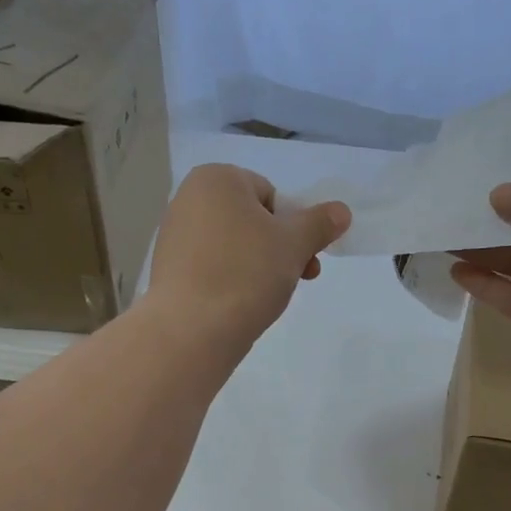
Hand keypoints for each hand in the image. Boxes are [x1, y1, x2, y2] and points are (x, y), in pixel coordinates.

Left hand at [148, 164, 350, 348]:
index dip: (291, 226)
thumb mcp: (294, 244)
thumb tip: (341, 211)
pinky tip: (239, 306)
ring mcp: (174, 236)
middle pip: (251, 221)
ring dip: (258, 267)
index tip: (302, 256)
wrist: (192, 330)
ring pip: (233, 247)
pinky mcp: (169, 271)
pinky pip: (212, 268)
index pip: (270, 195)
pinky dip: (231, 282)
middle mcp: (188, 199)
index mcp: (216, 179)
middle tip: (297, 279)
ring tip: (267, 297)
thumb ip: (320, 224)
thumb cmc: (246, 274)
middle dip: (278, 249)